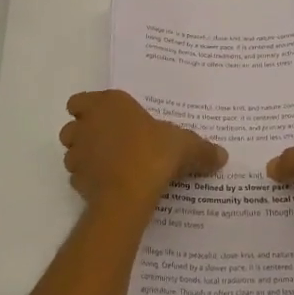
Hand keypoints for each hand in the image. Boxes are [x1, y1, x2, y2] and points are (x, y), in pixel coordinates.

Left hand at [60, 90, 226, 218]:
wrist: (129, 194)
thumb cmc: (154, 153)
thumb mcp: (186, 146)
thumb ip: (202, 150)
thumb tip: (222, 155)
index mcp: (108, 104)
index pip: (80, 100)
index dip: (90, 109)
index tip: (108, 119)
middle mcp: (87, 124)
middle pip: (73, 125)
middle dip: (85, 133)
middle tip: (110, 143)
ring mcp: (77, 154)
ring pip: (71, 152)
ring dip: (85, 157)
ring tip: (110, 166)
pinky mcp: (76, 181)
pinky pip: (79, 177)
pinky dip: (89, 180)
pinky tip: (109, 186)